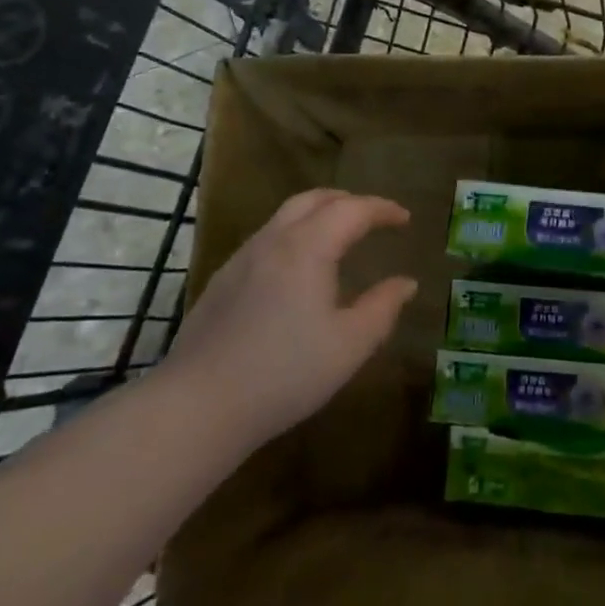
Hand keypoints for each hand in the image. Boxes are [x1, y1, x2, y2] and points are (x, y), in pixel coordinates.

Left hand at [162, 188, 417, 446]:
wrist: (198, 406)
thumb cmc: (285, 373)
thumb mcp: (349, 345)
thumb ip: (382, 308)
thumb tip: (406, 283)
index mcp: (308, 248)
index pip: (352, 209)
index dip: (382, 209)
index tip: (404, 218)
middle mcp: (273, 241)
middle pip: (313, 199)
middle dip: (348, 201)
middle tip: (373, 218)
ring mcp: (242, 259)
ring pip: (285, 216)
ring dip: (318, 215)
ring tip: (339, 238)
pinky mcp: (222, 281)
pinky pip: (266, 239)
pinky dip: (294, 235)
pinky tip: (298, 271)